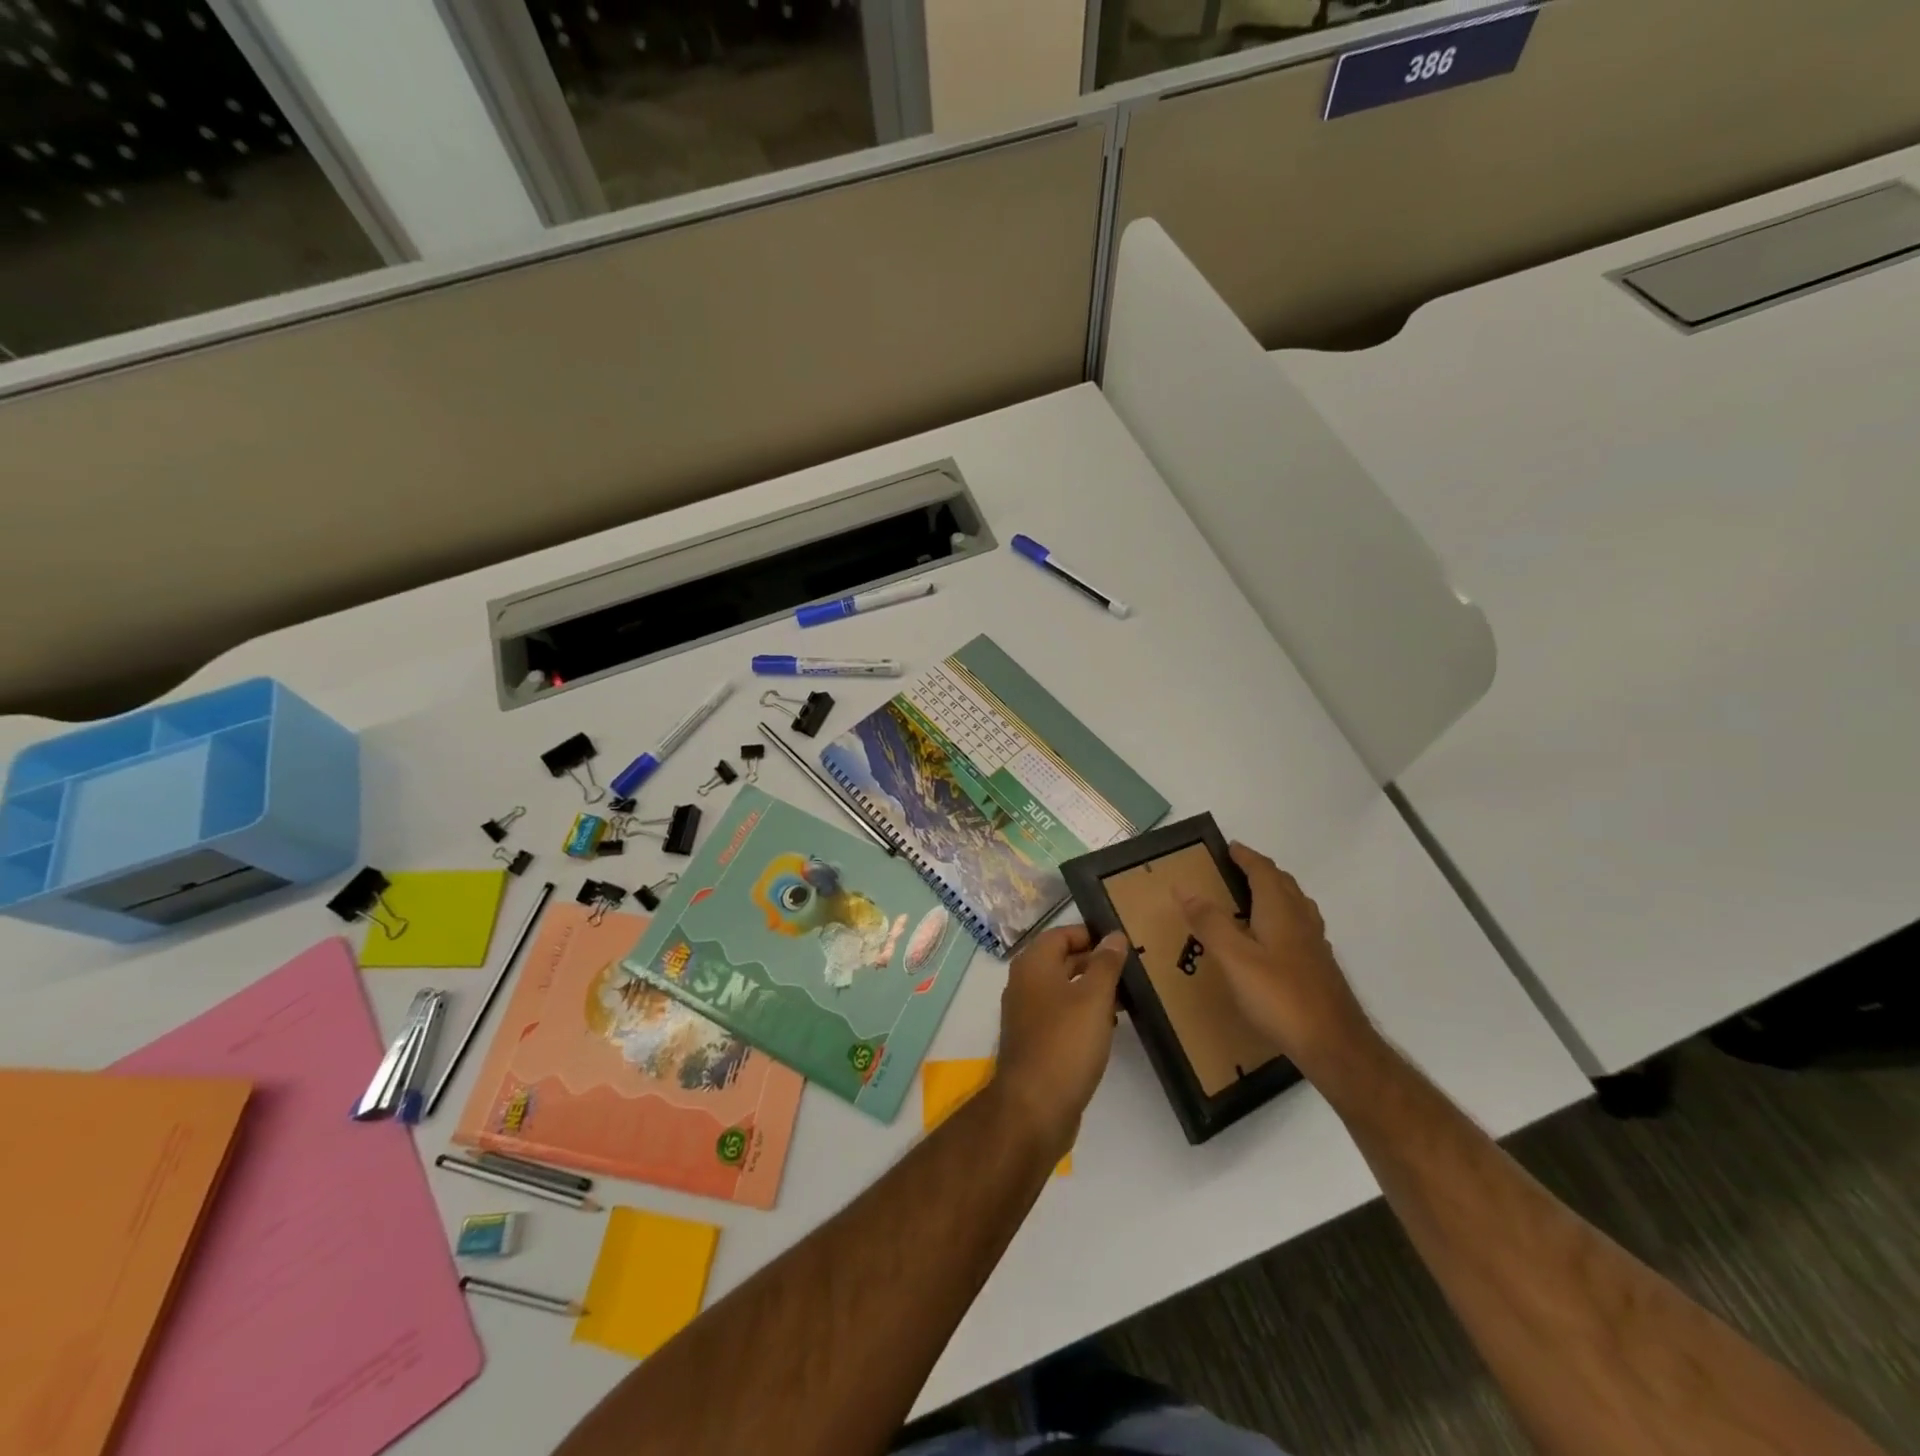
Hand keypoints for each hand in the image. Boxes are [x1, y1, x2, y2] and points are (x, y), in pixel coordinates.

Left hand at [992, 925, 1128, 1157]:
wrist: (1034, 1108)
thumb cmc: (1065, 1043)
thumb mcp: (1094, 998)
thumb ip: (1105, 964)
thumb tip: (1114, 936)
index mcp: (1033, 965)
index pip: (1061, 934)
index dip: (1090, 934)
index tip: (1121, 943)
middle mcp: (1025, 984)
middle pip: (1061, 960)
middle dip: (1094, 962)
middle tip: (1131, 968)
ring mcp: (1027, 1015)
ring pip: (1063, 990)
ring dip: (1092, 990)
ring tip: (1127, 996)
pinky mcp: (1035, 1042)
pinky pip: (1061, 1016)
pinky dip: (1083, 1014)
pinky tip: (1109, 1026)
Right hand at [1177, 843, 1376, 1080]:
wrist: (1336, 1046)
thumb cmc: (1280, 997)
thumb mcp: (1235, 959)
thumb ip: (1210, 922)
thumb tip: (1184, 887)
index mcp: (1281, 911)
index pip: (1263, 871)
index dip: (1246, 856)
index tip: (1229, 846)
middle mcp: (1301, 920)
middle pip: (1283, 884)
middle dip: (1260, 871)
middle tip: (1235, 870)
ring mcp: (1314, 945)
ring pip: (1295, 905)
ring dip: (1274, 893)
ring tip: (1251, 899)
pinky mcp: (1319, 968)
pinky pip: (1299, 927)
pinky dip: (1282, 919)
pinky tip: (1271, 941)